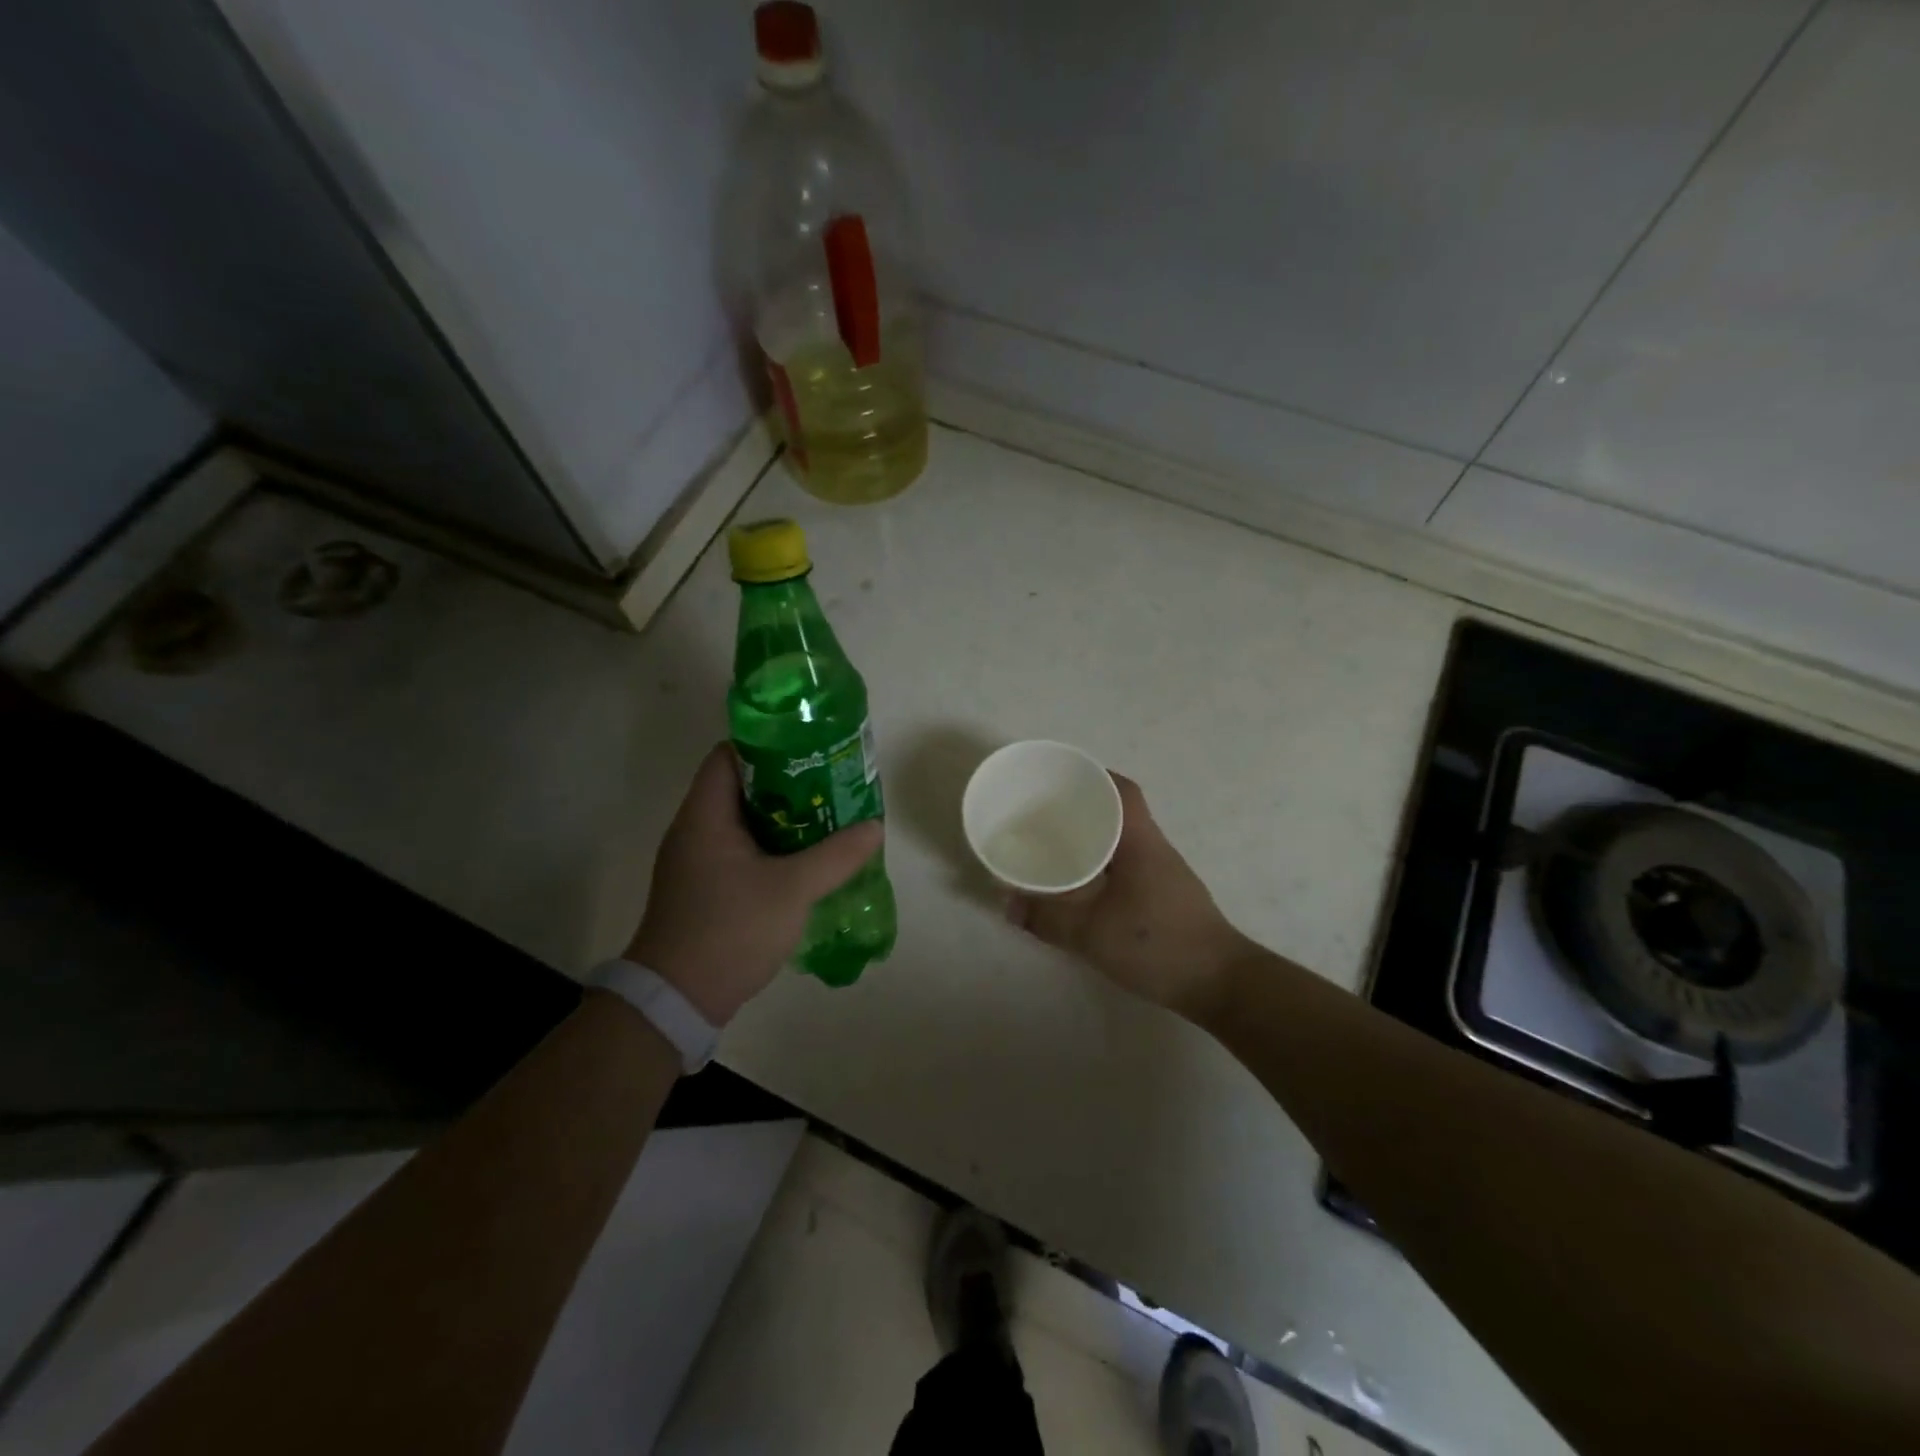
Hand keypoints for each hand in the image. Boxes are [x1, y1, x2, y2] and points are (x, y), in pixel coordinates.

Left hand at [627, 743, 883, 1024]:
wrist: (678, 1000)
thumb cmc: (730, 930)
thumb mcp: (792, 890)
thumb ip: (836, 856)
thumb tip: (874, 827)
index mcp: (705, 816)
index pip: (728, 755)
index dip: (768, 744)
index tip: (809, 749)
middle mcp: (694, 830)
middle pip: (740, 787)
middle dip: (786, 782)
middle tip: (830, 783)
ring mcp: (695, 861)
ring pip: (743, 822)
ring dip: (782, 818)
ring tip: (826, 816)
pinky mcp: (702, 888)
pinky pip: (740, 850)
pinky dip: (771, 846)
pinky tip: (804, 858)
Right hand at [1005, 774, 1248, 1019]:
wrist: (1218, 983)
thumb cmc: (1156, 944)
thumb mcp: (1091, 933)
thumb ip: (1046, 918)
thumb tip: (1007, 904)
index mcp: (1140, 840)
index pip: (1122, 790)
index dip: (1092, 776)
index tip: (1058, 778)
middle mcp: (1153, 847)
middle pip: (1118, 811)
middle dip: (1082, 806)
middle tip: (1044, 813)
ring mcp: (1163, 872)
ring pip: (1122, 839)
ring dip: (1092, 836)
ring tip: (1054, 843)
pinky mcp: (1164, 896)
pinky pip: (1125, 864)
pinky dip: (1101, 863)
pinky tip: (1080, 883)